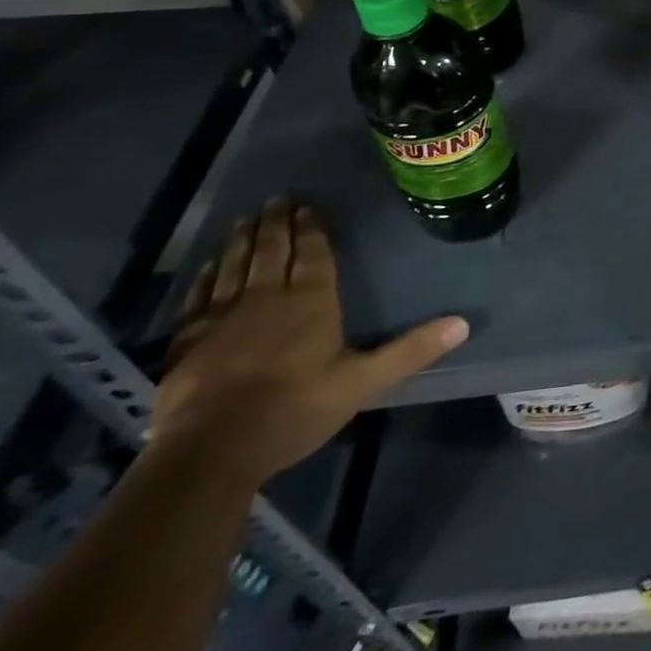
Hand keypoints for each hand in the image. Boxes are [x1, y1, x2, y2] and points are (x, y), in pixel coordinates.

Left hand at [152, 198, 468, 485]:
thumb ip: (410, 351)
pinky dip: (205, 277)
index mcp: (311, 301)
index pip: (313, 254)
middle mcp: (267, 297)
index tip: (309, 206)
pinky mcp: (188, 341)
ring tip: (246, 219)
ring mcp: (223, 317)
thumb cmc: (294, 411)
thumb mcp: (363, 382)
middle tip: (278, 198)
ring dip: (242, 241)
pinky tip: (208, 267)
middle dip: (277, 223)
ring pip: (234, 266)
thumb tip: (463, 323)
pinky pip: (199, 297)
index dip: (312, 228)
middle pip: (273, 250)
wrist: (209, 452)